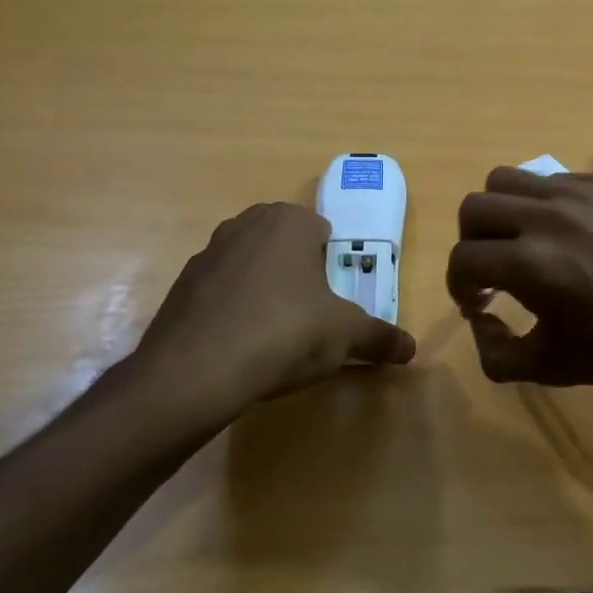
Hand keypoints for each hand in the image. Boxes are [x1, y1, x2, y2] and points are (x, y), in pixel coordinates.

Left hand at [128, 202, 414, 409]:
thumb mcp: (345, 335)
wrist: (195, 371)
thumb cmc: (284, 332)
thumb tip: (412, 349)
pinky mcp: (181, 286)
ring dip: (264, 290)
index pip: (322, 231)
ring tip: (274, 335)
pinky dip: (232, 310)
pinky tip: (239, 346)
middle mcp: (246, 224)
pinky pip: (220, 292)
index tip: (334, 299)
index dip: (333, 265)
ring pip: (251, 266)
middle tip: (310, 316)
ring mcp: (207, 252)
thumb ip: (380, 337)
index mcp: (289, 221)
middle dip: (299, 274)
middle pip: (285, 245)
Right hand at [446, 168, 592, 394]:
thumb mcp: (551, 367)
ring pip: (508, 179)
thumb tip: (480, 320)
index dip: (458, 286)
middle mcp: (547, 216)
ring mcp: (580, 192)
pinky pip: (553, 179)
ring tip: (523, 241)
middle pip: (474, 207)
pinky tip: (570, 234)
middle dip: (471, 242)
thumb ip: (495, 353)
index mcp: (531, 263)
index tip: (477, 304)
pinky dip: (543, 204)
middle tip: (493, 270)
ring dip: (501, 212)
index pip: (463, 259)